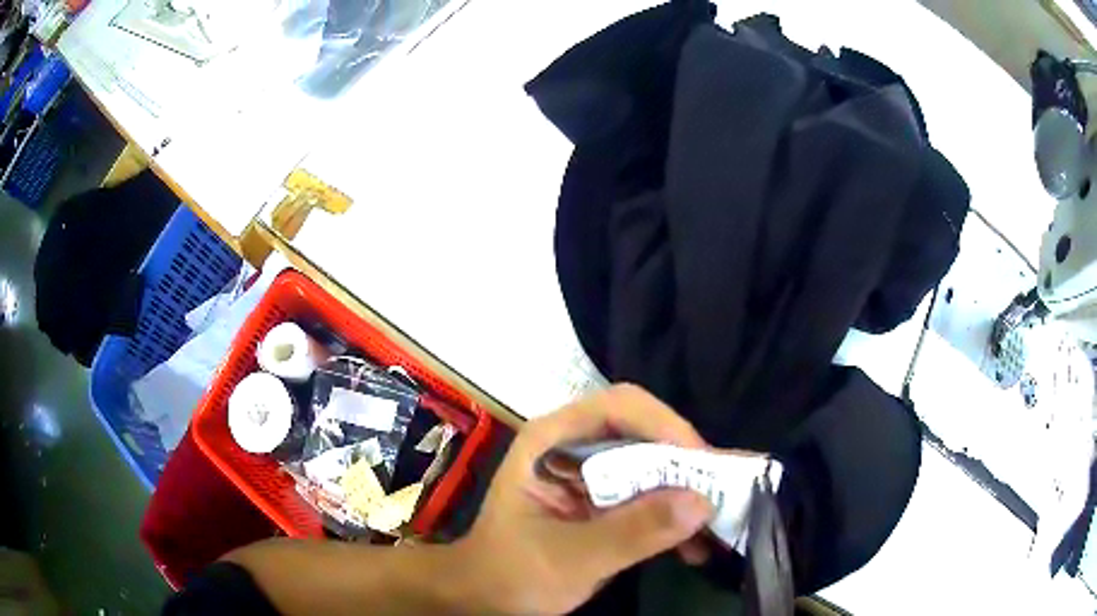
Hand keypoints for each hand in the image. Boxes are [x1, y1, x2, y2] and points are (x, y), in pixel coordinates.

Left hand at [455, 384, 714, 614]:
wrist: (488, 598)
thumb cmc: (512, 572)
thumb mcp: (571, 557)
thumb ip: (632, 531)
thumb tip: (702, 502)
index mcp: (552, 441)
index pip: (618, 407)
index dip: (665, 425)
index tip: (701, 464)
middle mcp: (576, 446)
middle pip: (644, 432)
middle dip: (687, 462)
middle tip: (724, 492)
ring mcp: (593, 474)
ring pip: (654, 464)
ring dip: (687, 492)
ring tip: (718, 524)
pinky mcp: (606, 501)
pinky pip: (652, 496)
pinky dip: (675, 517)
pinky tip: (694, 548)